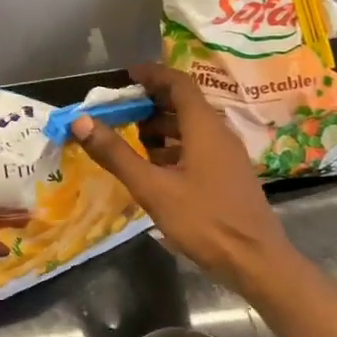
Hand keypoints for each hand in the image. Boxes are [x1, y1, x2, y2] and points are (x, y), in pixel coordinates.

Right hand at [71, 64, 288, 282]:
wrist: (255, 261)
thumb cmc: (204, 220)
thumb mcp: (152, 188)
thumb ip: (116, 154)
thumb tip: (80, 121)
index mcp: (204, 127)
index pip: (179, 83)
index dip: (153, 74)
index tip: (126, 75)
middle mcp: (219, 133)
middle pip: (184, 103)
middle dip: (151, 101)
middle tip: (120, 108)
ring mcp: (227, 155)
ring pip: (191, 127)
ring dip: (161, 125)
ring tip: (131, 137)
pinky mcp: (227, 175)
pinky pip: (197, 146)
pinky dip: (173, 146)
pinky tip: (154, 166)